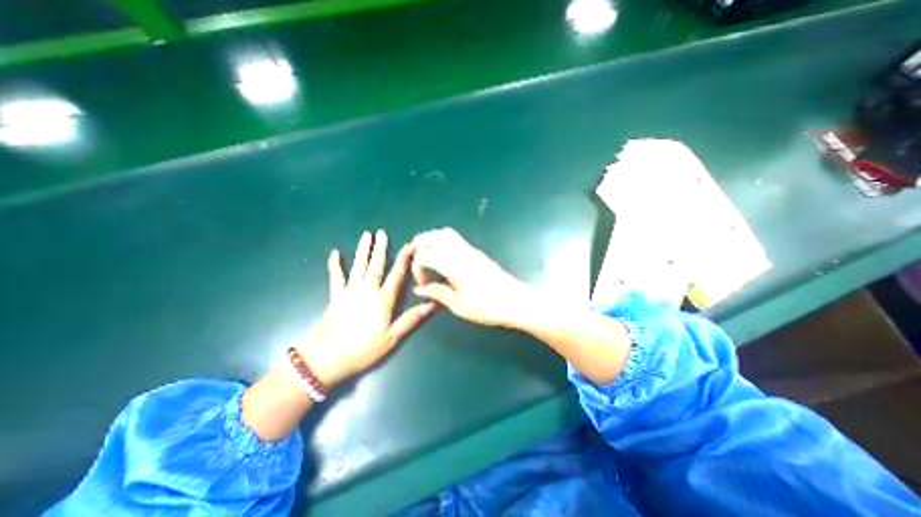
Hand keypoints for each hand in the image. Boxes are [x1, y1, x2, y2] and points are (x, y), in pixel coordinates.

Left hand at [300, 229, 436, 387]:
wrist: (325, 358)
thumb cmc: (362, 349)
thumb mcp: (391, 338)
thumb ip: (411, 319)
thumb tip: (431, 304)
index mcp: (383, 299)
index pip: (397, 274)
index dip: (404, 259)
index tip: (410, 245)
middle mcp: (367, 290)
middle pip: (376, 265)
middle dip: (380, 248)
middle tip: (382, 232)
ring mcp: (349, 291)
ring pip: (358, 266)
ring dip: (363, 250)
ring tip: (366, 235)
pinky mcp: (335, 296)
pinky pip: (335, 277)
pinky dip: (335, 265)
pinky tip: (334, 253)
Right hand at [411, 226, 532, 327]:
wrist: (515, 300)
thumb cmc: (487, 306)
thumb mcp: (459, 305)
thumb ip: (437, 293)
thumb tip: (419, 289)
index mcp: (453, 265)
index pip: (425, 255)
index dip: (417, 268)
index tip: (422, 284)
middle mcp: (460, 252)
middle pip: (434, 236)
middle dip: (420, 243)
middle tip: (413, 256)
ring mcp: (470, 250)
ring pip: (446, 234)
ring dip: (432, 239)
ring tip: (425, 253)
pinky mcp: (476, 252)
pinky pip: (455, 238)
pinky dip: (442, 241)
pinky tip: (442, 256)